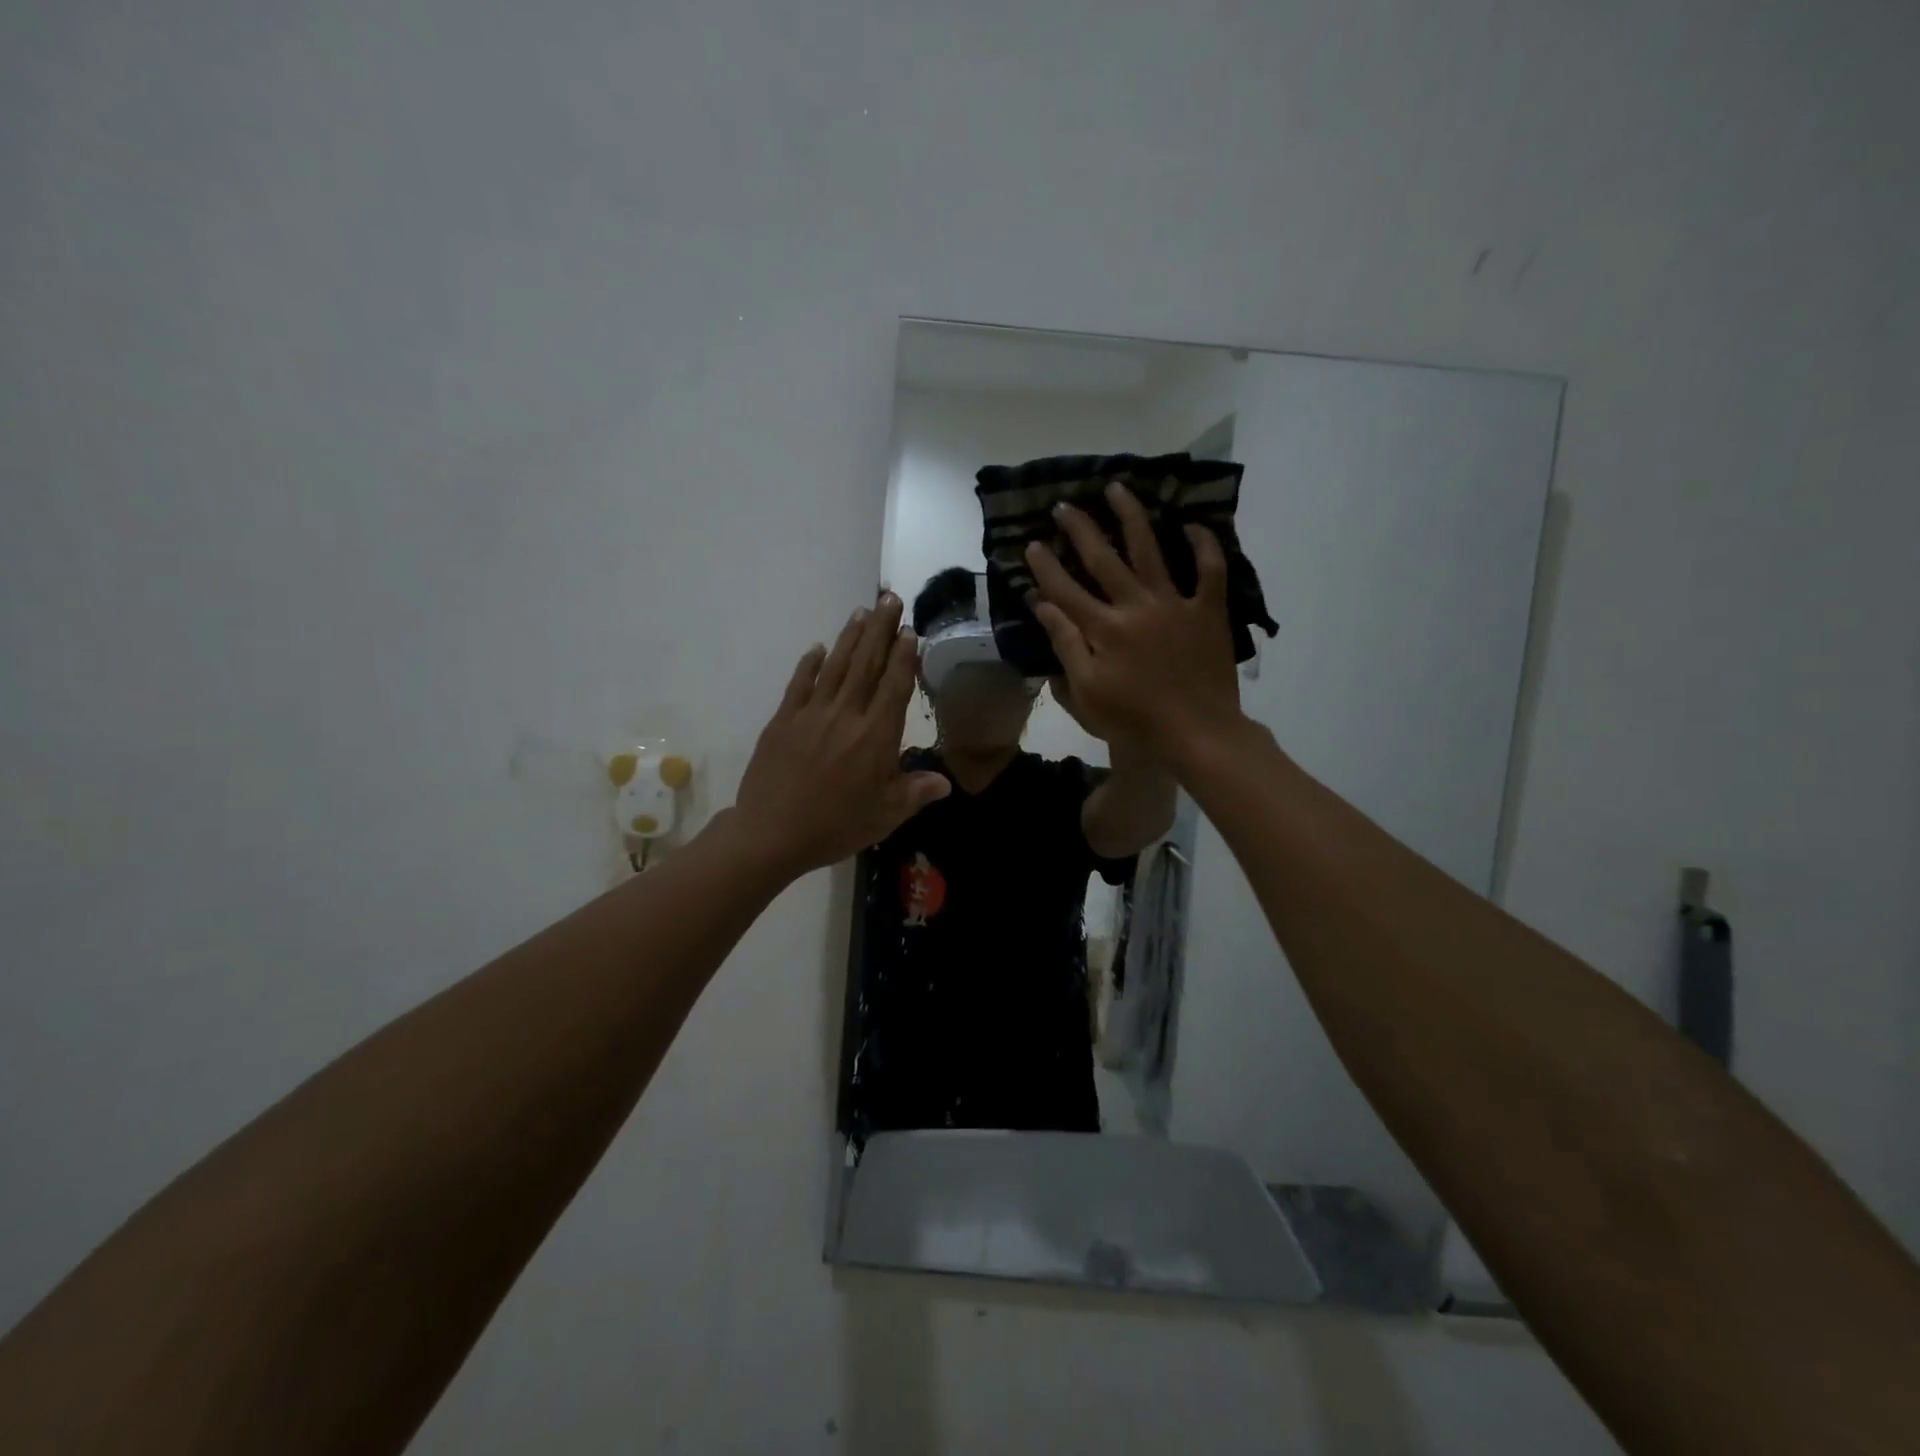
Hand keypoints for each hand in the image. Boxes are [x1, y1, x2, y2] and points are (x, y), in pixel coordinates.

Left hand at [733, 593, 950, 875]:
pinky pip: (800, 684)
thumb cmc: (836, 826)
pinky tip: (818, 648)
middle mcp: (846, 714)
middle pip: (866, 664)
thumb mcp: (885, 815)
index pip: (894, 685)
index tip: (908, 629)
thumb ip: (916, 792)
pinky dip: (810, 664)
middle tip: (889, 598)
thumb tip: (945, 781)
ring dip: (850, 637)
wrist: (772, 833)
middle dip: (880, 629)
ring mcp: (811, 713)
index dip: (903, 656)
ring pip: (835, 666)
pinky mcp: (783, 720)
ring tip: (861, 612)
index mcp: (876, 735)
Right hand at [1024, 482, 1243, 759]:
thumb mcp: (1086, 692)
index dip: (1045, 566)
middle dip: (1080, 529)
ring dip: (1131, 516)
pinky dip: (1203, 546)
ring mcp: (1174, 603)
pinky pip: (1210, 570)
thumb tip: (1042, 605)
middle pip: (1102, 558)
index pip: (1065, 590)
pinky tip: (1192, 525)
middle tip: (1065, 505)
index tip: (1032, 543)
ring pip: (1150, 549)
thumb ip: (1065, 644)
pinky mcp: (1207, 610)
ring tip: (1118, 488)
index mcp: (1103, 629)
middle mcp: (1135, 605)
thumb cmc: (1135, 720)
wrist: (1197, 732)